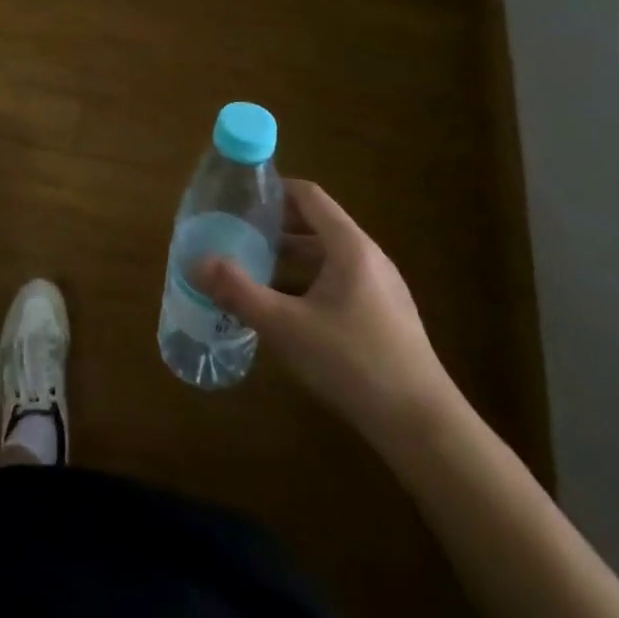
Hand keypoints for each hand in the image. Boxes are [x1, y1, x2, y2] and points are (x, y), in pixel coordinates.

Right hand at [197, 177, 455, 447]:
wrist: (423, 427)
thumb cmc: (352, 362)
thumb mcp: (286, 326)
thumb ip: (239, 292)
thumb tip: (195, 263)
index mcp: (349, 246)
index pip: (309, 196)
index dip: (274, 190)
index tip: (240, 197)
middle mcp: (368, 257)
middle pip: (317, 224)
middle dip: (276, 225)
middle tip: (238, 232)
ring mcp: (381, 288)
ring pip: (328, 256)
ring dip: (291, 256)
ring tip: (254, 267)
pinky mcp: (385, 316)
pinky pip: (340, 281)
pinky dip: (309, 281)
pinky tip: (286, 308)